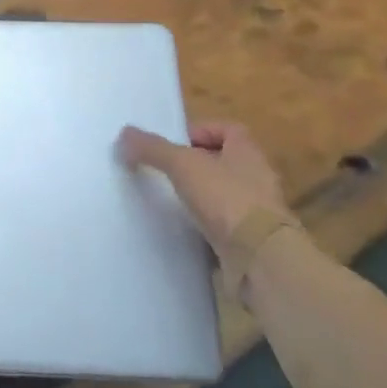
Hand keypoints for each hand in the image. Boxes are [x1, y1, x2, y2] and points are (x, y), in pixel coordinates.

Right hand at [119, 122, 295, 273]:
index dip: (201, 131)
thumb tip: (124, 134)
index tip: (175, 143)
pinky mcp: (253, 241)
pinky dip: (207, 225)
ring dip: (202, 196)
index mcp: (248, 151)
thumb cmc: (226, 198)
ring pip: (225, 194)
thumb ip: (153, 148)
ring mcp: (259, 212)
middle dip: (197, 165)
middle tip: (167, 171)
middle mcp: (258, 177)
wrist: (261, 258)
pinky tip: (186, 229)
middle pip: (224, 162)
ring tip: (171, 201)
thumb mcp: (182, 165)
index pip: (228, 129)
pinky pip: (226, 225)